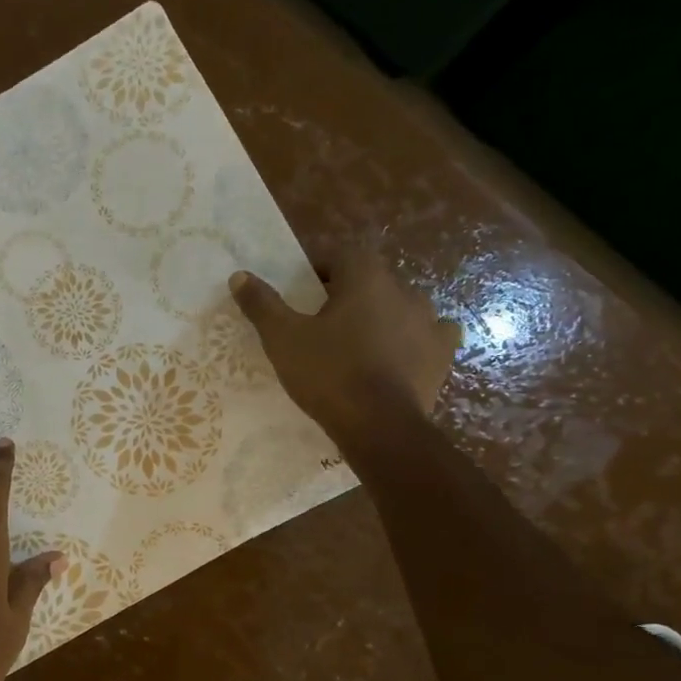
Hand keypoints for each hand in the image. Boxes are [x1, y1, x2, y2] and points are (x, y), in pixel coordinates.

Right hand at [230, 246, 459, 451]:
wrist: (379, 425)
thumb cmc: (328, 374)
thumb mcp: (283, 339)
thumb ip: (262, 305)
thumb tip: (239, 276)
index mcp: (365, 278)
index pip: (340, 254)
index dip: (317, 268)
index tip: (300, 292)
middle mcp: (403, 290)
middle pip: (370, 280)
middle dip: (347, 294)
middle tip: (322, 322)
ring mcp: (429, 321)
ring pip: (400, 306)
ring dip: (380, 316)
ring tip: (357, 341)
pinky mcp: (441, 353)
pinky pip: (430, 335)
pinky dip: (414, 339)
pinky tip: (399, 354)